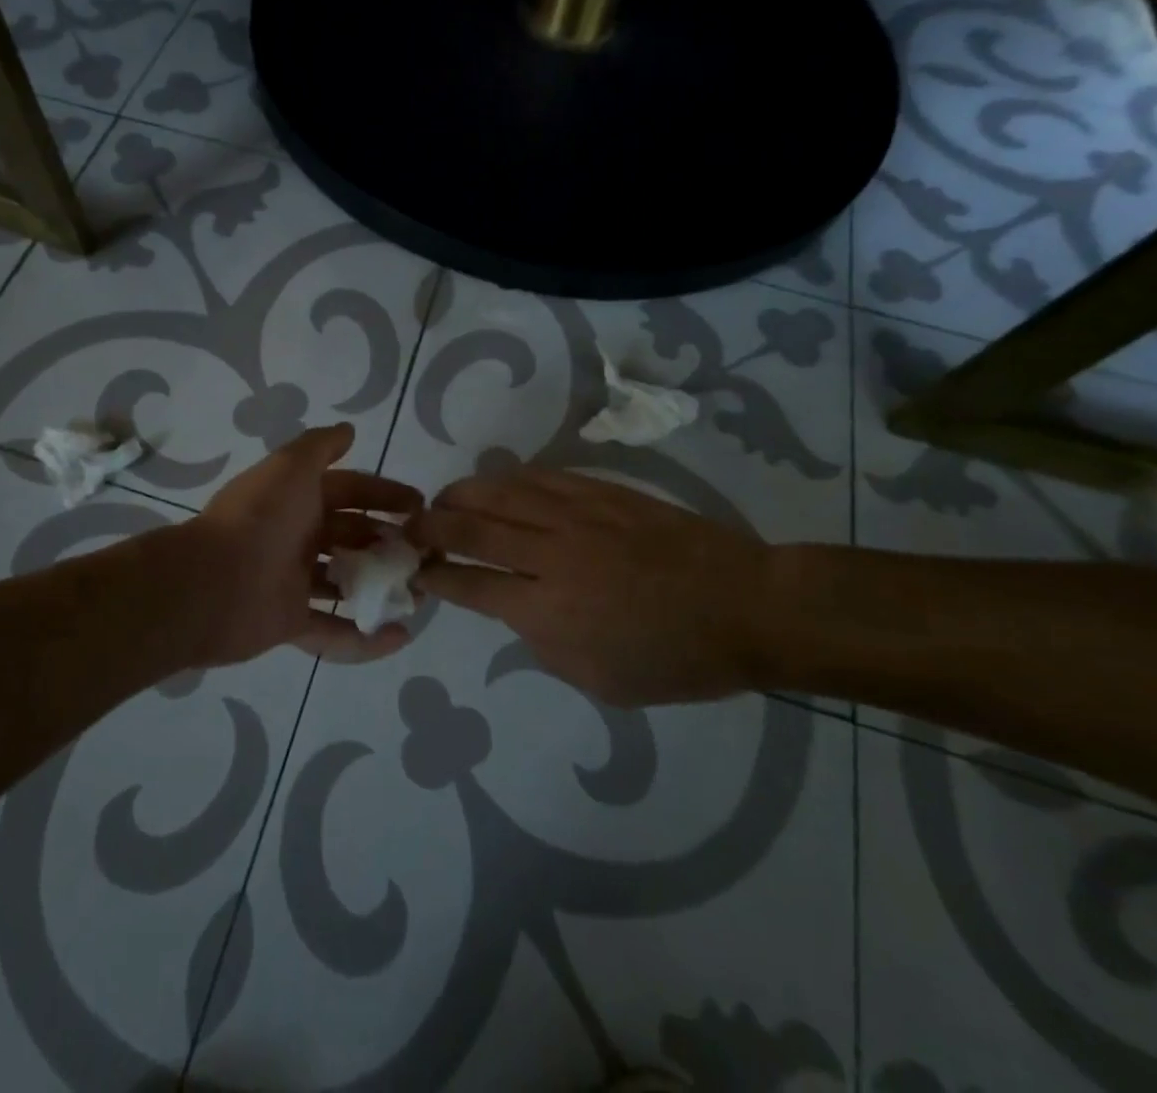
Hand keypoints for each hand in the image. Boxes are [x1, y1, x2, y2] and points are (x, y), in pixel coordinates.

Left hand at [174, 424, 422, 667]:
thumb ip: (320, 446)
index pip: (349, 491)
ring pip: (346, 583)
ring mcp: (292, 582)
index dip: (383, 494)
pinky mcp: (290, 623)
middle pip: (351, 536)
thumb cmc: (259, 518)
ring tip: (420, 593)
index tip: (420, 505)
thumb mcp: (290, 467)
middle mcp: (296, 537)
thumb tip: (348, 429)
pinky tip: (401, 637)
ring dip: (381, 587)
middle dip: (387, 541)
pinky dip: (365, 639)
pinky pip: (334, 632)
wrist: (209, 584)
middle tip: (426, 552)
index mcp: (296, 500)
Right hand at [410, 467, 777, 704]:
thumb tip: (516, 611)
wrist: (744, 606)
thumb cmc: (676, 658)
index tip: (416, 571)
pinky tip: (498, 485)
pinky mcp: (599, 491)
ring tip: (444, 501)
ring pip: (498, 491)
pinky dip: (507, 479)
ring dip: (461, 495)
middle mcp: (550, 554)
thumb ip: (544, 645)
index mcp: (548, 610)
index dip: (435, 576)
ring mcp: (575, 514)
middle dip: (430, 527)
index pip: (469, 584)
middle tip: (411, 529)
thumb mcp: (600, 680)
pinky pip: (538, 476)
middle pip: (470, 527)